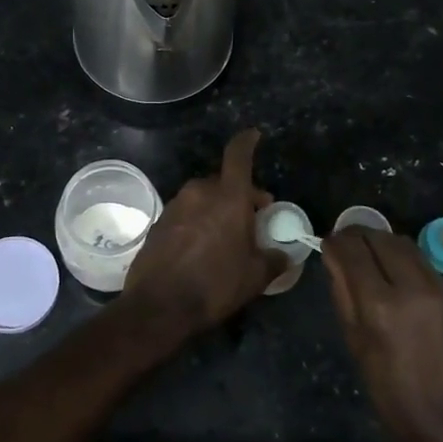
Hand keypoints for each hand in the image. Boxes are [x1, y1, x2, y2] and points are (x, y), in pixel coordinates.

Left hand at [124, 129, 287, 332]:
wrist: (159, 306)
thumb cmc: (215, 285)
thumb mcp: (255, 276)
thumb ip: (273, 260)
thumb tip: (283, 255)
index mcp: (228, 196)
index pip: (238, 155)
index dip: (247, 141)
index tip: (254, 135)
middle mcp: (199, 192)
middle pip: (223, 180)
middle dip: (239, 193)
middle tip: (253, 216)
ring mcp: (175, 205)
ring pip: (203, 197)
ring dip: (217, 208)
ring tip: (227, 235)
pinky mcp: (159, 222)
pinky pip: (186, 213)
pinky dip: (198, 220)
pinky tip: (203, 246)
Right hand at [325, 228, 442, 441]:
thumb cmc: (392, 395)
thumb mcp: (356, 345)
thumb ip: (343, 295)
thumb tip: (334, 260)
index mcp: (380, 306)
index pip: (352, 250)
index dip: (334, 241)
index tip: (326, 244)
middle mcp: (412, 288)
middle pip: (380, 238)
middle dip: (357, 235)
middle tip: (345, 245)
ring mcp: (440, 290)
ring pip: (405, 245)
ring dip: (382, 243)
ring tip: (369, 255)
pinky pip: (424, 265)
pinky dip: (404, 261)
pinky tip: (397, 278)